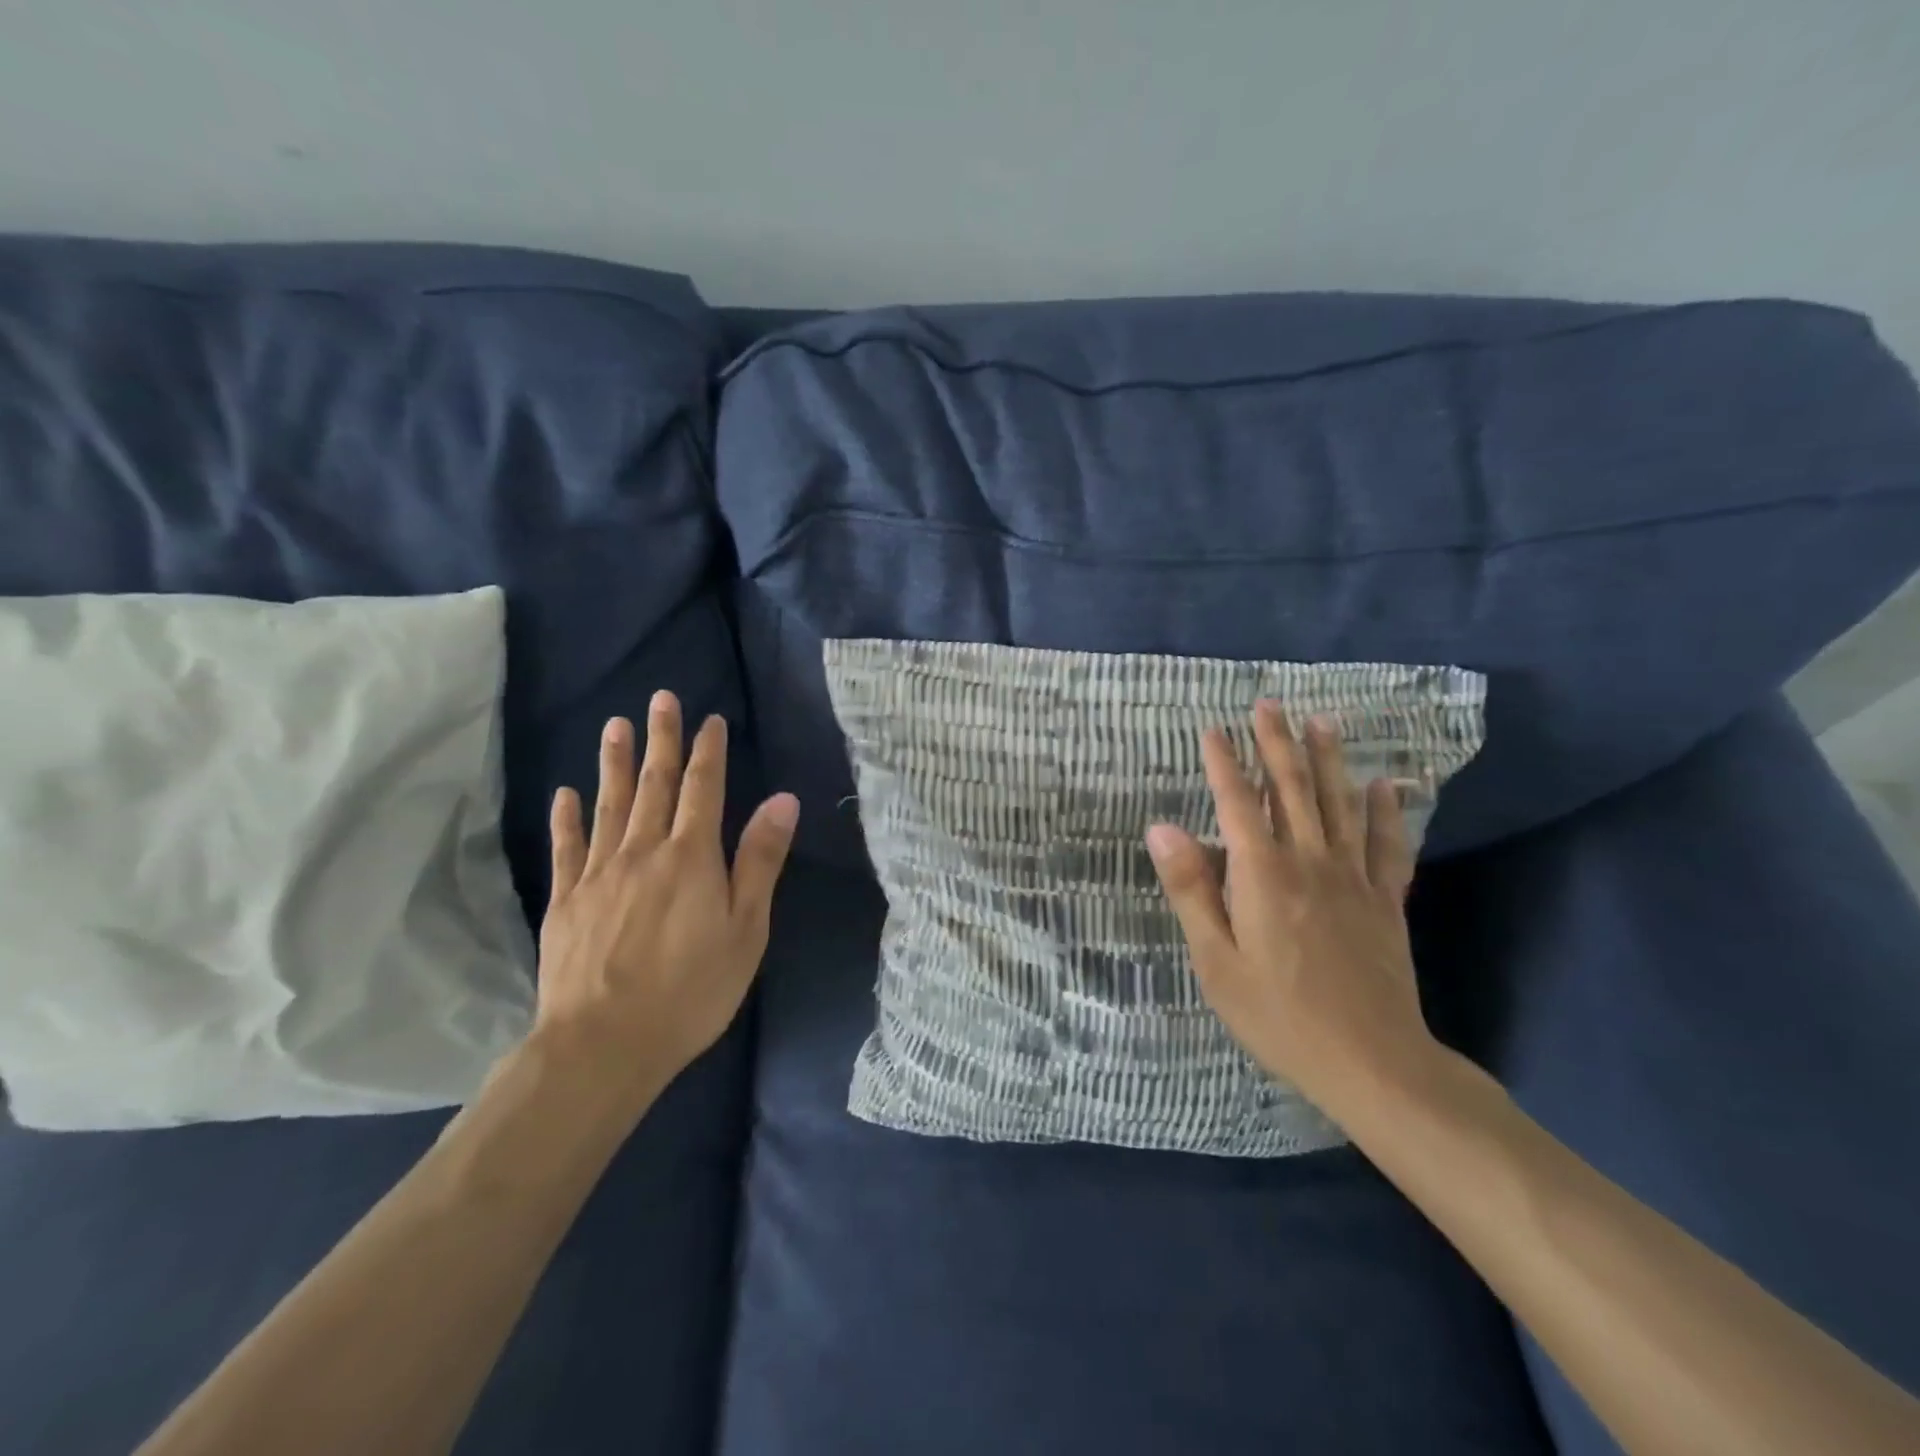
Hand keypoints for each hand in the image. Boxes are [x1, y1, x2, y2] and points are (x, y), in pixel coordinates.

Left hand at [535, 691, 798, 1107]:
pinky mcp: (565, 901)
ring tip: (615, 726)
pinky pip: (566, 848)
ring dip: (615, 763)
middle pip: (654, 785)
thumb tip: (782, 799)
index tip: (710, 719)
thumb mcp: (746, 929)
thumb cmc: (691, 990)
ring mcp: (598, 874)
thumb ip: (760, 860)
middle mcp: (643, 851)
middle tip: (661, 699)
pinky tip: (565, 794)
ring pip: (609, 805)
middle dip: (662, 739)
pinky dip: (566, 818)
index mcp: (692, 857)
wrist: (603, 1046)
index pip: (703, 789)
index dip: (708, 751)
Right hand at [1144, 700, 1442, 1120]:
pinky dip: (1386, 811)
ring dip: (1327, 760)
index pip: (1237, 804)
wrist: (1372, 1062)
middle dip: (1276, 744)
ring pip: (1339, 804)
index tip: (1213, 730)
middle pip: (1291, 790)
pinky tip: (1385, 785)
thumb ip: (1190, 890)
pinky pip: (1386, 845)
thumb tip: (1161, 828)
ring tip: (1320, 722)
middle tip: (1268, 704)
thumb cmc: (1278, 1015)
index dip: (1224, 764)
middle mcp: (1309, 862)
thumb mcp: (1215, 960)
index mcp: (1263, 875)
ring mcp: (1353, 879)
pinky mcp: (1385, 901)